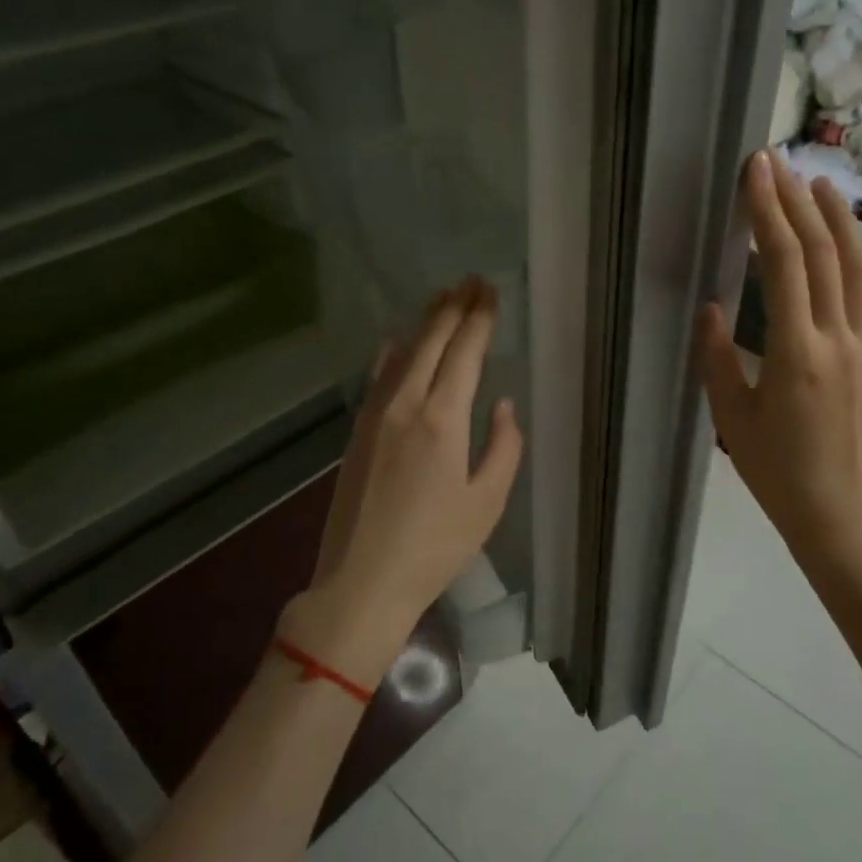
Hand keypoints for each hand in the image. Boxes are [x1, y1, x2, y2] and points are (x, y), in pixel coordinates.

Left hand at [283, 278, 523, 684]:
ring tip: (443, 298)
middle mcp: (406, 405)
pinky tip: (397, 341)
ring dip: (425, 323)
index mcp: (442, 420)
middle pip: (431, 342)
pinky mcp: (358, 430)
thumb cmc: (434, 547)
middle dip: (454, 308)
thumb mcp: (487, 502)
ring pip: (403, 353)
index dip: (479, 319)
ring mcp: (376, 415)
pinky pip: (379, 376)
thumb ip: (503, 447)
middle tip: (471, 281)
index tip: (490, 292)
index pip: (464, 353)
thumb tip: (502, 405)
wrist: (361, 580)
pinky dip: (393, 352)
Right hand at [697, 152, 861, 582]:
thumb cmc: (775, 470)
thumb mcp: (731, 416)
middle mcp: (837, 337)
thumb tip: (710, 306)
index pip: (786, 264)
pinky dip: (855, 255)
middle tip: (776, 162)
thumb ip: (717, 356)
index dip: (769, 213)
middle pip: (822, 254)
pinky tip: (845, 239)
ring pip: (854, 267)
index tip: (756, 172)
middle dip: (796, 203)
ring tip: (817, 182)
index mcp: (797, 351)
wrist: (841, 512)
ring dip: (835, 220)